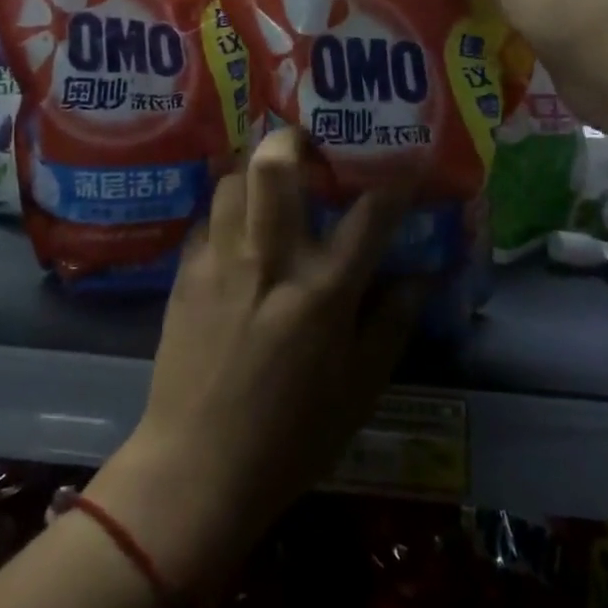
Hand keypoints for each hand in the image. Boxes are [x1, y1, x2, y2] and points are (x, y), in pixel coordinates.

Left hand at [87, 130, 427, 596]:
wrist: (198, 467)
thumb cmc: (291, 435)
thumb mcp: (360, 387)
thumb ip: (392, 322)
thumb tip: (422, 276)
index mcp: (324, 290)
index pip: (369, 213)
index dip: (392, 181)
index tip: (402, 164)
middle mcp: (271, 259)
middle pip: (276, 166)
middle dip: (294, 140)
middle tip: (310, 149)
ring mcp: (221, 262)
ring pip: (233, 180)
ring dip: (255, 174)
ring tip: (271, 189)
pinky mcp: (185, 274)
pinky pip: (207, 219)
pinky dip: (227, 213)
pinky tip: (237, 233)